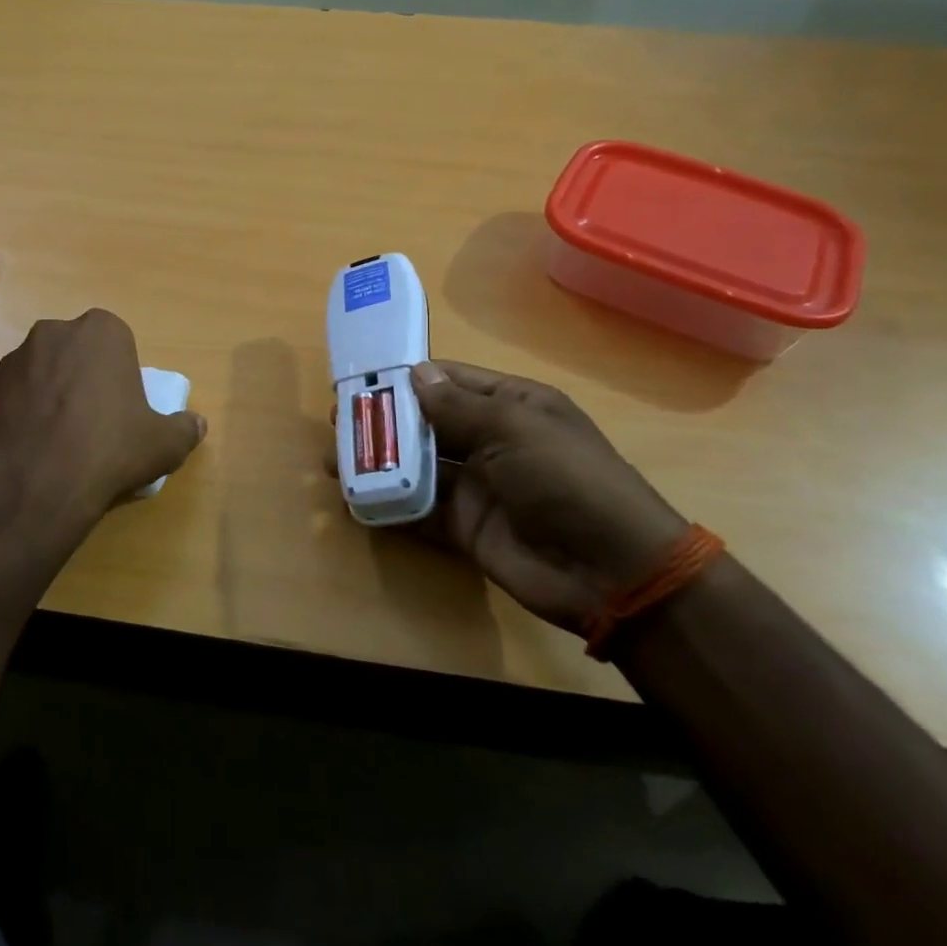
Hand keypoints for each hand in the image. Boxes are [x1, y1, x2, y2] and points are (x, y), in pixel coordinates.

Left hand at [0, 309, 205, 555]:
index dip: (120, 373)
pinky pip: (15, 398)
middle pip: (76, 353)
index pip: (117, 341)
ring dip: (51, 395)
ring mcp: (14, 359)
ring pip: (43, 373)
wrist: (32, 483)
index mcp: (101, 331)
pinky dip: (24, 416)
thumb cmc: (109, 449)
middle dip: (83, 377)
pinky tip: (33, 450)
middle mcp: (54, 332)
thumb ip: (185, 429)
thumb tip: (197, 424)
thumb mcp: (163, 444)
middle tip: (94, 422)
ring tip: (60, 441)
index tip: (123, 406)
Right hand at [336, 361, 688, 634]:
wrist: (613, 572)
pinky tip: (355, 499)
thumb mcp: (514, 428)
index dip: (405, 379)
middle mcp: (491, 440)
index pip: (449, 382)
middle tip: (337, 421)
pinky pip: (419, 509)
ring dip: (379, 461)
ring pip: (417, 465)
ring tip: (333, 459)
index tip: (359, 379)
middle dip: (384, 420)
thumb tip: (414, 373)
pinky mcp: (465, 527)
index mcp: (511, 406)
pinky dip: (389, 504)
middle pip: (426, 422)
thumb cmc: (566, 479)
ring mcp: (477, 486)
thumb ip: (457, 405)